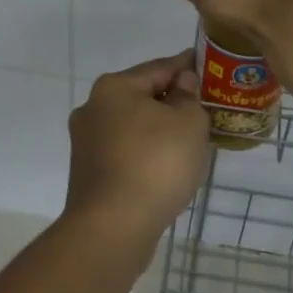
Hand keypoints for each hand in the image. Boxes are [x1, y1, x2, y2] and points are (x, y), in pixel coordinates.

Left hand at [64, 50, 211, 249]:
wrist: (113, 227)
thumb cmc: (155, 164)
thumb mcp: (188, 123)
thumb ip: (188, 97)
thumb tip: (181, 84)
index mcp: (114, 87)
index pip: (159, 67)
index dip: (186, 66)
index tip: (206, 66)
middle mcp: (93, 108)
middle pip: (141, 96)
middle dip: (171, 100)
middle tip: (203, 108)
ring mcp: (86, 142)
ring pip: (132, 125)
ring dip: (157, 129)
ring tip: (188, 140)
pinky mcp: (87, 172)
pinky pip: (125, 151)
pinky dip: (145, 152)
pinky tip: (165, 165)